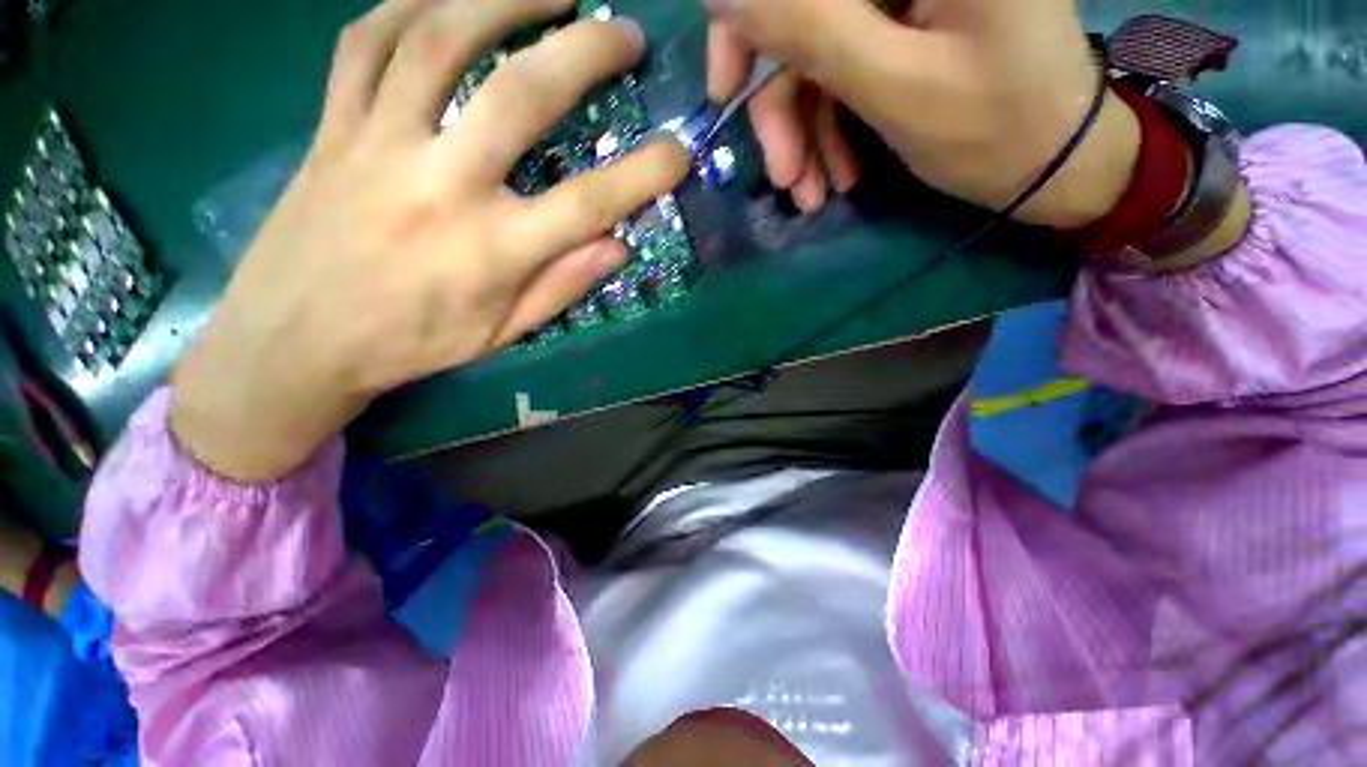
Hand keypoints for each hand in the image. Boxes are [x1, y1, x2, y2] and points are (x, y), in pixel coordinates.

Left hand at [173, 0, 688, 481]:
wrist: (294, 341)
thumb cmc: (410, 344)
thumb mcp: (500, 333)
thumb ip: (562, 286)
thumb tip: (618, 245)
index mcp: (491, 250)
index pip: (589, 204)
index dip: (644, 175)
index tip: (679, 153)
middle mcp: (440, 184)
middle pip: (521, 95)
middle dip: (584, 51)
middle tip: (624, 31)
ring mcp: (377, 143)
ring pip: (438, 38)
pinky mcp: (331, 126)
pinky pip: (367, 41)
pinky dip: (410, 3)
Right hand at [706, 0, 1139, 227]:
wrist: (1054, 166)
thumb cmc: (995, 131)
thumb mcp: (896, 87)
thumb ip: (810, 30)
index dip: (747, 22)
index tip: (727, 93)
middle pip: (804, 13)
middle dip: (783, 103)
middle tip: (785, 176)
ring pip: (818, 54)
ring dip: (806, 133)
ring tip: (814, 192)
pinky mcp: (905, 28)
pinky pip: (842, 73)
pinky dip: (829, 128)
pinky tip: (837, 173)